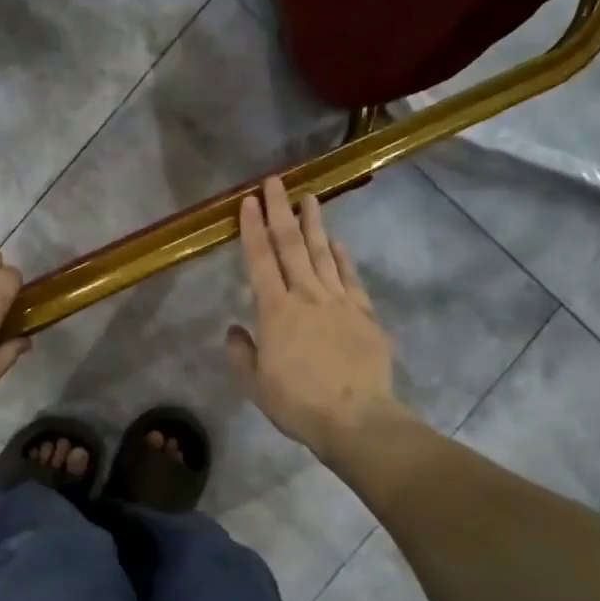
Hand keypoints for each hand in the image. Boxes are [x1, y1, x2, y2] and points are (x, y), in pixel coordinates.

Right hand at [226, 177, 403, 462]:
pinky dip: (342, 257)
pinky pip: (350, 278)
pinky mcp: (364, 314)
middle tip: (274, 182)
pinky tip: (336, 242)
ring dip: (313, 224)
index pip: (260, 261)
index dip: (252, 229)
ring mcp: (339, 302)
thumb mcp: (255, 385)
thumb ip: (241, 354)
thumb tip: (235, 329)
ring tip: (308, 197)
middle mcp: (307, 297)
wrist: (356, 418)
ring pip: (322, 254)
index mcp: (275, 312)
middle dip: (280, 211)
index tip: (247, 202)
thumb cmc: (298, 404)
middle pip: (291, 246)